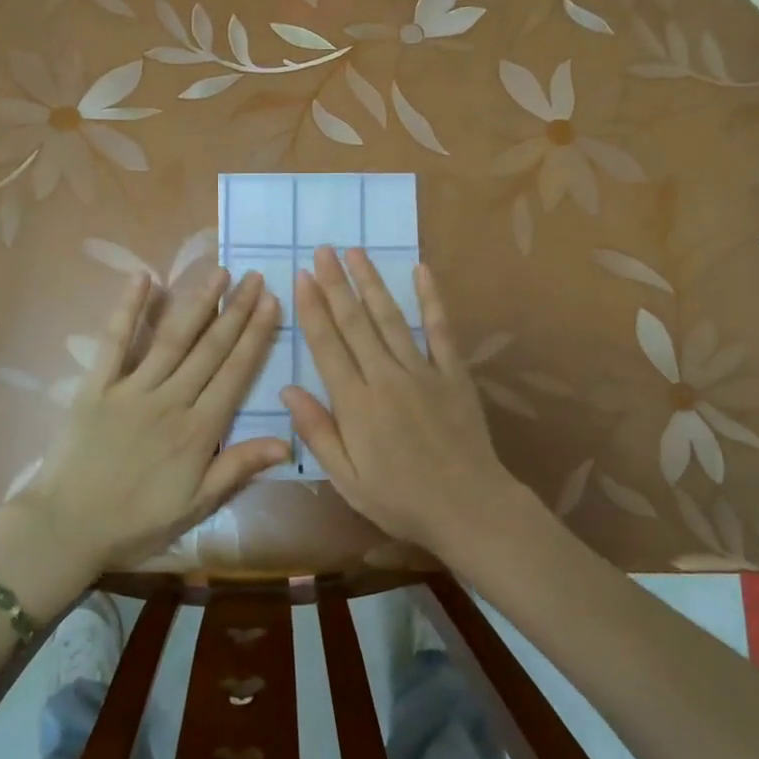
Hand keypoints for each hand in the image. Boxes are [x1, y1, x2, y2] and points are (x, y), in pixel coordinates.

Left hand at [0, 269, 287, 575]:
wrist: (67, 528)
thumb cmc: (137, 521)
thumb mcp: (196, 505)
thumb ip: (239, 467)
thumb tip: (287, 441)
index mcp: (198, 430)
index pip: (235, 373)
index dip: (256, 336)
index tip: (272, 303)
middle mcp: (170, 400)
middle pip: (210, 348)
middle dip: (236, 311)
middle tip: (255, 278)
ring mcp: (131, 388)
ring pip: (173, 338)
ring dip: (198, 302)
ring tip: (220, 273)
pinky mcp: (97, 385)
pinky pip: (114, 341)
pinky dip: (128, 309)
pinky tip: (143, 278)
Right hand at [283, 246, 528, 555]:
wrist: (469, 507)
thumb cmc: (401, 500)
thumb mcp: (348, 479)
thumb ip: (318, 432)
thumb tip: (289, 389)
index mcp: (356, 404)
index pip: (327, 346)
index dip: (312, 309)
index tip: (301, 277)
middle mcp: (386, 378)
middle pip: (356, 323)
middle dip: (336, 284)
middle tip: (323, 250)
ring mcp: (423, 372)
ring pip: (391, 318)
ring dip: (372, 283)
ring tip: (356, 252)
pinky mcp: (453, 374)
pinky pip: (441, 329)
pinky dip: (431, 299)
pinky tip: (421, 271)